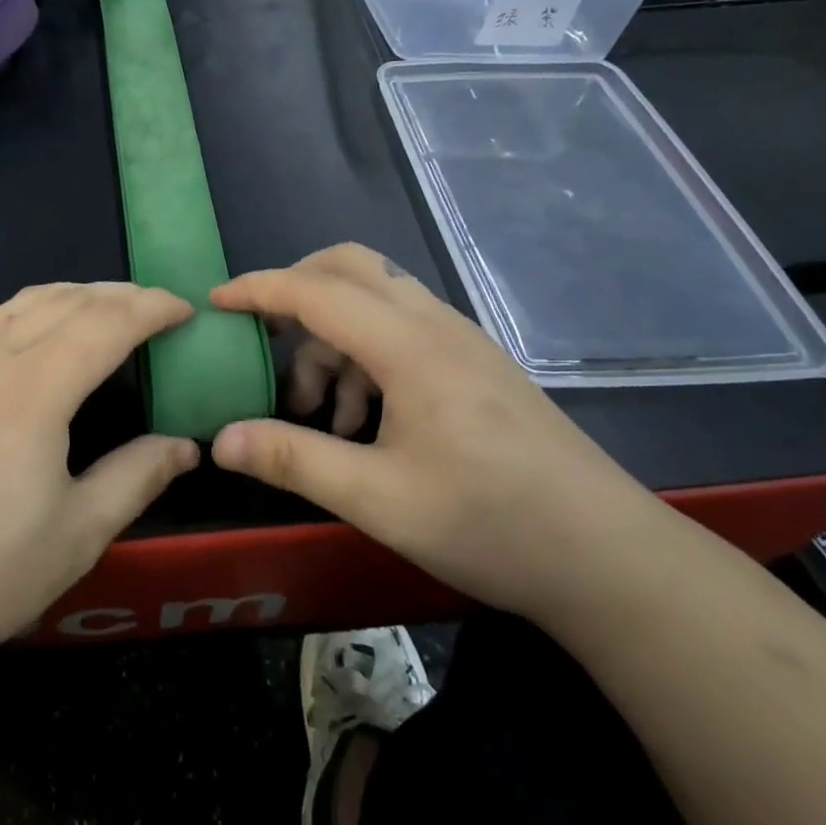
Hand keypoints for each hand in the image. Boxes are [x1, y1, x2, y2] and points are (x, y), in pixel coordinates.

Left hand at [0, 282, 201, 672]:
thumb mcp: (76, 536)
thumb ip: (136, 478)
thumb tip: (184, 446)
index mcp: (33, 391)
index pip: (104, 323)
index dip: (151, 308)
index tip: (186, 309)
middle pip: (64, 301)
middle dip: (118, 294)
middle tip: (158, 306)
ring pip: (22, 303)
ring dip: (73, 294)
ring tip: (107, 307)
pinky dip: (29, 309)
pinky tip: (35, 331)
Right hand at [209, 244, 655, 619]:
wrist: (611, 558)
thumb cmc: (492, 524)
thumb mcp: (379, 500)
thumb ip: (295, 460)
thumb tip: (220, 439)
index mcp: (409, 346)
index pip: (316, 290)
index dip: (258, 289)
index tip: (213, 303)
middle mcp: (434, 325)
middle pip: (350, 267)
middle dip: (295, 289)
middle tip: (264, 337)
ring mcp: (461, 340)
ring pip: (374, 298)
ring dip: (330, 335)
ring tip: (317, 412)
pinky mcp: (475, 363)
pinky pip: (401, 328)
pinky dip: (363, 353)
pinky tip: (363, 422)